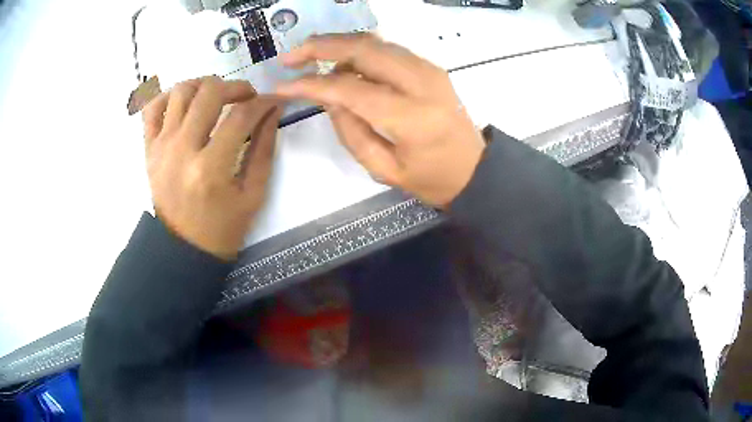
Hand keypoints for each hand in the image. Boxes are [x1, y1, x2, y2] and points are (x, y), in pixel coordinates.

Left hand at [142, 76, 282, 259]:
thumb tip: (272, 111)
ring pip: (180, 91)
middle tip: (246, 97)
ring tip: (216, 97)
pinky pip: (151, 107)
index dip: (263, 103)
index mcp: (211, 168)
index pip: (241, 116)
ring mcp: (161, 147)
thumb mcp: (253, 195)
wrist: (182, 248)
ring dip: (204, 85)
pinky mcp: (149, 149)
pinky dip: (167, 95)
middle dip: (235, 86)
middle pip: (209, 93)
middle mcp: (182, 150)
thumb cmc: (221, 228)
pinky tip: (183, 102)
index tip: (273, 102)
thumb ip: (264, 149)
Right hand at [276, 34, 485, 207]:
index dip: (311, 84)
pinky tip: (342, 62)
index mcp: (411, 118)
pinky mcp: (431, 67)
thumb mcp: (385, 170)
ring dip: (339, 44)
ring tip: (310, 57)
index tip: (282, 86)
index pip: (350, 89)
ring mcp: (429, 70)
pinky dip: (360, 49)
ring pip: (375, 42)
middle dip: (321, 46)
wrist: (475, 170)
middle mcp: (422, 83)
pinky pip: (388, 49)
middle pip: (364, 48)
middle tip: (291, 56)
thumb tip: (329, 98)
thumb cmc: (431, 179)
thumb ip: (351, 133)